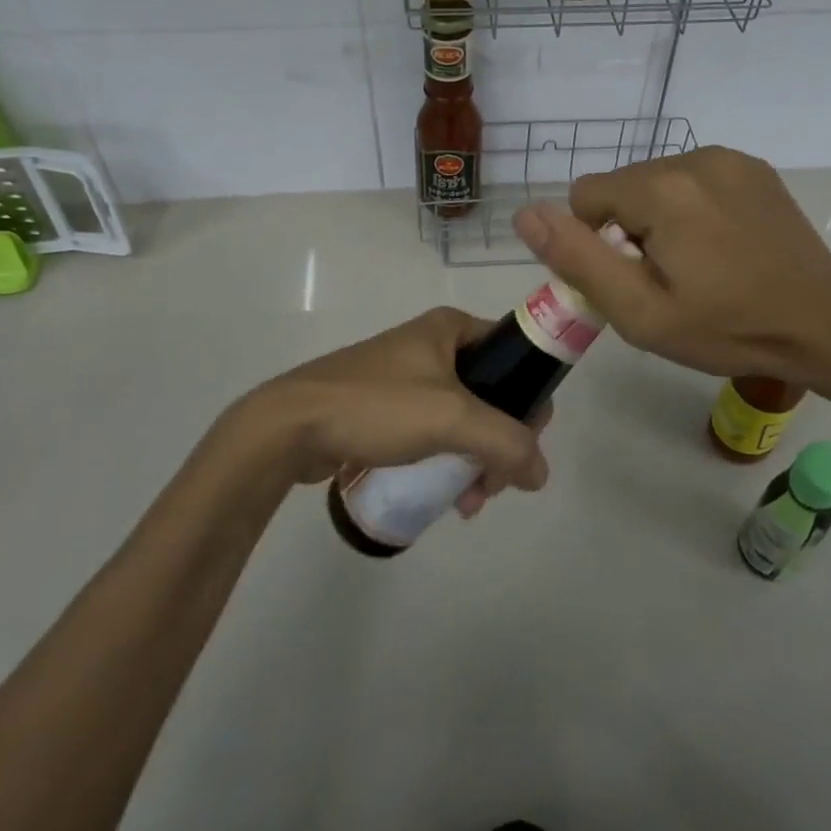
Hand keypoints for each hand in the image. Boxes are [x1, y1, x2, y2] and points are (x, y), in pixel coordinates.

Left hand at [217, 308, 550, 515]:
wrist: (289, 426)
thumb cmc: (376, 406)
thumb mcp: (451, 418)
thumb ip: (508, 443)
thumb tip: (541, 473)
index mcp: (452, 328)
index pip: (516, 356)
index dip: (530, 400)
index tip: (523, 446)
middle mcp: (433, 345)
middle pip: (494, 395)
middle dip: (500, 444)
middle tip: (490, 485)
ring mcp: (408, 376)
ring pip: (465, 419)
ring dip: (476, 460)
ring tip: (466, 502)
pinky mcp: (387, 407)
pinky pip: (435, 432)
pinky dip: (447, 459)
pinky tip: (445, 495)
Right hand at [513, 146, 830, 387]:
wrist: (823, 324)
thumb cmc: (726, 328)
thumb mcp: (640, 311)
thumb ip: (577, 259)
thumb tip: (525, 213)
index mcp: (661, 189)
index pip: (585, 196)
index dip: (597, 244)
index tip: (633, 279)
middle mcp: (693, 158)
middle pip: (622, 188)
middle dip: (628, 229)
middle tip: (667, 279)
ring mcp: (729, 159)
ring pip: (657, 182)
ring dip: (660, 218)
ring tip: (699, 264)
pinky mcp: (753, 168)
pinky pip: (694, 179)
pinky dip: (692, 208)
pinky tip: (723, 246)